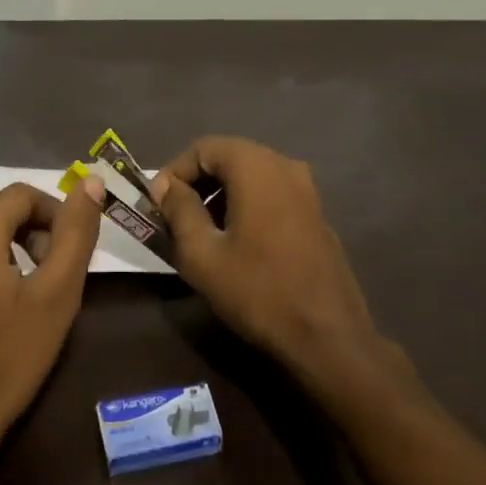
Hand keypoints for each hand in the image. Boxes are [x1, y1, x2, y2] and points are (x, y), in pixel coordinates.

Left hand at [0, 178, 103, 468]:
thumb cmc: (8, 356)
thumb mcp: (56, 293)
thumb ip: (76, 232)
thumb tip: (92, 182)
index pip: (24, 194)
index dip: (55, 216)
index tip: (70, 254)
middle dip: (30, 230)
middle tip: (51, 273)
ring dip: (3, 245)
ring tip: (23, 290)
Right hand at [152, 137, 385, 387]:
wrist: (328, 336)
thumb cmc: (258, 290)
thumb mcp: (202, 254)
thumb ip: (179, 211)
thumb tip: (166, 186)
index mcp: (256, 166)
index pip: (203, 148)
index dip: (174, 172)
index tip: (157, 205)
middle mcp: (284, 165)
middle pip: (229, 158)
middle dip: (197, 183)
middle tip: (175, 218)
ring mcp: (306, 189)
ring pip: (251, 176)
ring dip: (221, 195)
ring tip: (201, 232)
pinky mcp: (316, 213)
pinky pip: (272, 194)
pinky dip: (247, 205)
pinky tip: (236, 243)